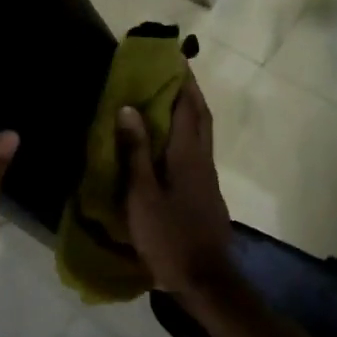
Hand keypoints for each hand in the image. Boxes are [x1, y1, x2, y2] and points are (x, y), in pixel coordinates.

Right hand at [118, 75, 235, 295]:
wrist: (204, 279)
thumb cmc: (168, 236)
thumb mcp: (142, 195)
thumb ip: (136, 152)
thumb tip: (129, 108)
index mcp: (187, 155)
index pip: (187, 107)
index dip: (181, 80)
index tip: (173, 57)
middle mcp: (202, 160)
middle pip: (200, 117)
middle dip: (189, 91)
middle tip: (171, 73)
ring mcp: (207, 178)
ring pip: (201, 135)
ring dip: (188, 112)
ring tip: (166, 100)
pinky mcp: (205, 193)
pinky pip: (196, 152)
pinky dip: (184, 135)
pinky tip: (168, 143)